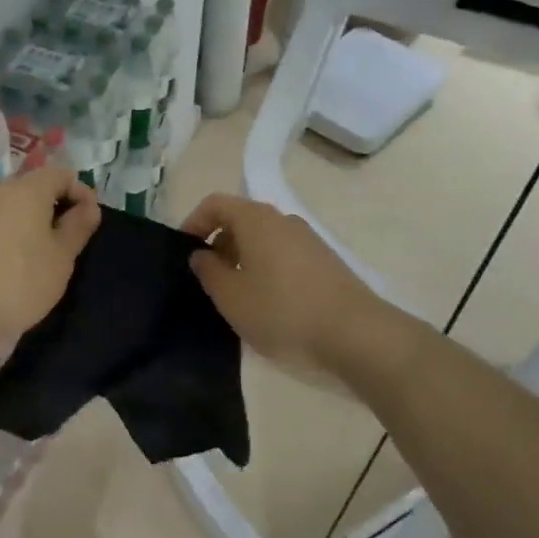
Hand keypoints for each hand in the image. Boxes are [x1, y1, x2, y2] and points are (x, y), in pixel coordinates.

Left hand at [0, 166, 100, 340]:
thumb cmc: (18, 280)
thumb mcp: (61, 257)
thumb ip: (77, 228)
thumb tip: (89, 206)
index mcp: (29, 189)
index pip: (64, 174)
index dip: (83, 194)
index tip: (91, 224)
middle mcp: (3, 192)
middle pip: (39, 188)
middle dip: (60, 208)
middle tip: (72, 242)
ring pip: (19, 207)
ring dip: (38, 224)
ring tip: (49, 257)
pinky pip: (2, 224)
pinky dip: (18, 236)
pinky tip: (21, 265)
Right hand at [182, 193, 380, 374]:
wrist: (355, 334)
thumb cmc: (281, 311)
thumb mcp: (231, 297)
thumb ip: (208, 271)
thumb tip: (201, 254)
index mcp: (256, 220)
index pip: (216, 204)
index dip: (194, 222)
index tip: (184, 250)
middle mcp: (283, 220)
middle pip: (241, 219)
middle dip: (219, 243)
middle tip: (208, 277)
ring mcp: (308, 239)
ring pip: (264, 238)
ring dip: (242, 257)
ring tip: (236, 293)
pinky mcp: (325, 261)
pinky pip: (283, 254)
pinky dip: (266, 267)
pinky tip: (267, 301)